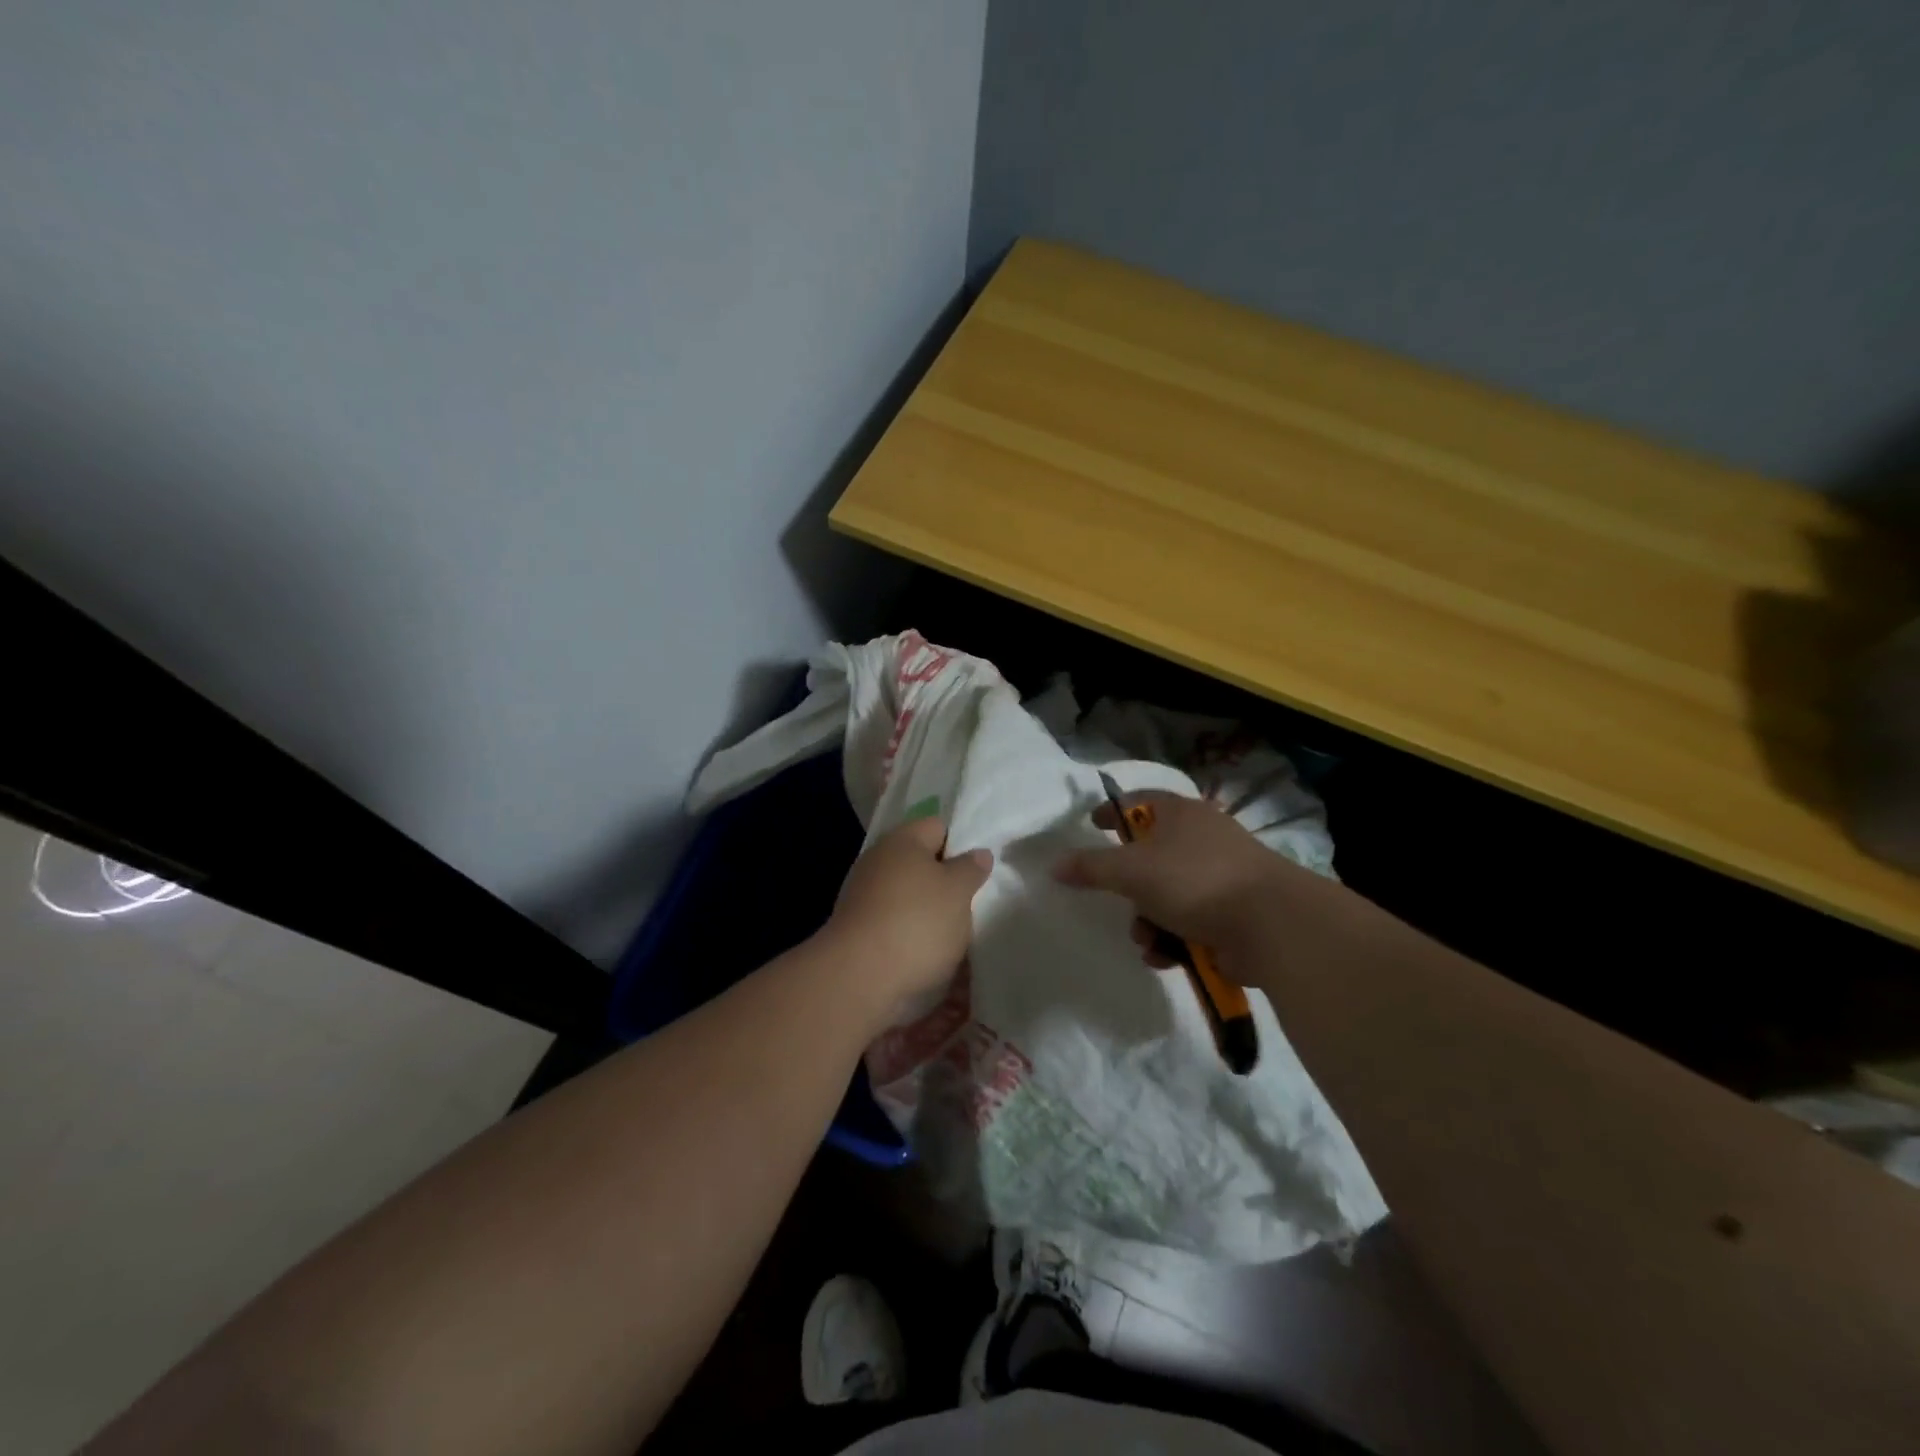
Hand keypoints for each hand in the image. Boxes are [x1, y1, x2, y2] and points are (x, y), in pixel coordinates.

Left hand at [824, 816, 992, 1020]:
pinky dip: (910, 934)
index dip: (962, 845)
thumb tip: (978, 853)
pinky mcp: (857, 928)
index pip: (938, 827)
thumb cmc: (916, 922)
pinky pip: (893, 922)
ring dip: (929, 912)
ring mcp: (863, 894)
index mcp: (902, 840)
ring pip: (908, 895)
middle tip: (970, 904)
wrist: (859, 976)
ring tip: (953, 936)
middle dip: (945, 882)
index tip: (978, 872)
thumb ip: (971, 869)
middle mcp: (878, 860)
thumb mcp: (958, 892)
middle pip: (921, 863)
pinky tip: (927, 954)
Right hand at [1053, 790, 1310, 956]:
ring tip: (1146, 941)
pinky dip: (1173, 939)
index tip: (1092, 825)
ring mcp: (1221, 876)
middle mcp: (1203, 838)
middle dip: (1129, 888)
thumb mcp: (1130, 871)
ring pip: (1167, 895)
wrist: (1270, 925)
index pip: (1139, 800)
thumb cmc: (1194, 881)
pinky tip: (1166, 957)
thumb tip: (1055, 865)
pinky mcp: (1233, 913)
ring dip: (1148, 921)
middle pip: (1151, 856)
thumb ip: (1090, 867)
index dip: (1113, 811)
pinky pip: (1190, 922)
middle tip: (1118, 900)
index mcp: (1181, 814)